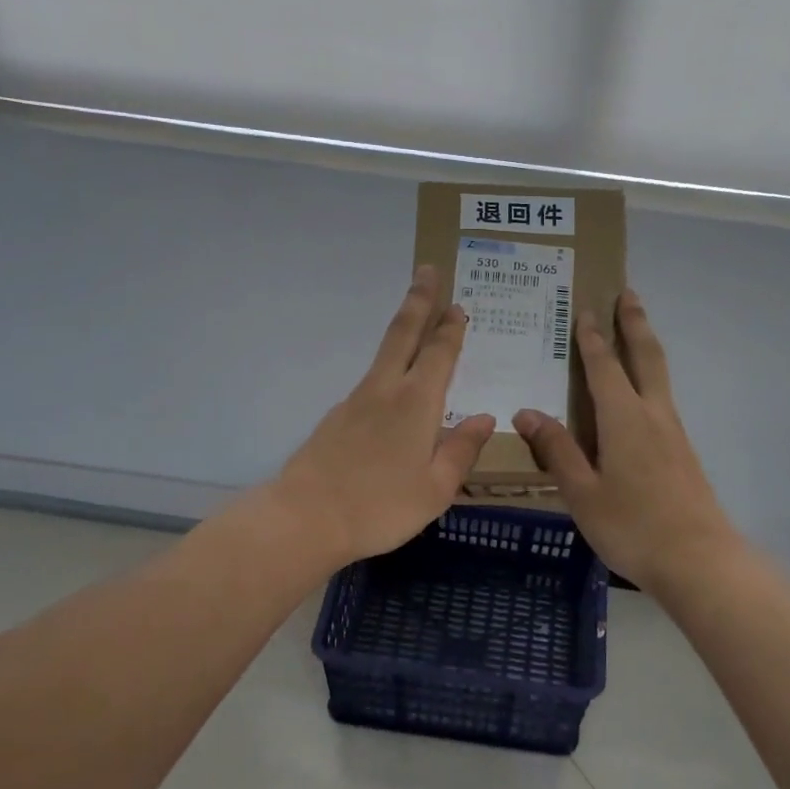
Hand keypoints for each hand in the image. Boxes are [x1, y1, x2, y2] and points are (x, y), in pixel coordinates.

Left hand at [272, 265, 495, 566]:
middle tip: (426, 270)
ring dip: (402, 331)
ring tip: (416, 324)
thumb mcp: (436, 489)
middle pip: (402, 334)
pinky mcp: (336, 419)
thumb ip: (461, 450)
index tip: (457, 305)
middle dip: (418, 300)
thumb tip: (484, 418)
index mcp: (415, 403)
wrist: (305, 518)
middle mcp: (384, 391)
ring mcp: (355, 402)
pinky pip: (371, 384)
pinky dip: (388, 372)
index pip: (438, 354)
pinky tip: (394, 394)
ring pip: (383, 355)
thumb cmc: (380, 506)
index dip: (450, 328)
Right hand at [514, 288, 737, 590]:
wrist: (699, 560)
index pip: (604, 367)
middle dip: (634, 323)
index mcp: (625, 419)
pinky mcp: (683, 452)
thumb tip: (527, 411)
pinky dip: (650, 378)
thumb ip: (556, 450)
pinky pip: (662, 400)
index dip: (592, 338)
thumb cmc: (633, 526)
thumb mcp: (583, 493)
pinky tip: (641, 396)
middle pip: (646, 357)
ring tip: (636, 330)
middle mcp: (653, 415)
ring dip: (646, 346)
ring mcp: (673, 433)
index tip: (585, 310)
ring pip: (659, 376)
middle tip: (628, 293)